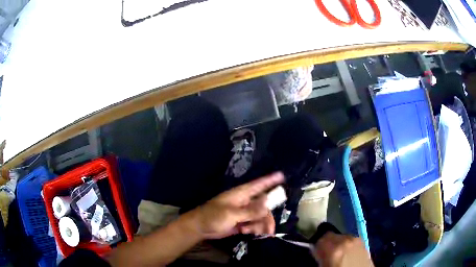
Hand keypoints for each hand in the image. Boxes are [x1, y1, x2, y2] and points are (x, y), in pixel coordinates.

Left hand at [188, 172, 283, 239]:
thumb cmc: (213, 216)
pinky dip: (254, 229)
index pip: (259, 185)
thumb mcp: (231, 214)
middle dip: (267, 217)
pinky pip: (255, 224)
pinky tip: (245, 232)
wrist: (200, 228)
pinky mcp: (242, 222)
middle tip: (269, 229)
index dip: (270, 180)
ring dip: (260, 226)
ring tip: (252, 232)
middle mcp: (245, 202)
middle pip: (264, 206)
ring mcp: (244, 213)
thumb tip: (268, 205)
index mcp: (241, 194)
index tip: (282, 176)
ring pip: (260, 217)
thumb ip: (250, 211)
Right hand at [313, 232, 373, 266]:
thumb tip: (316, 249)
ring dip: (336, 243)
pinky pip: (349, 239)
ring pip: (340, 236)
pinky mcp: (363, 241)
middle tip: (325, 253)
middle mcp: (346, 240)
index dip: (316, 245)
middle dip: (326, 242)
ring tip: (337, 254)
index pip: (320, 238)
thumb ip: (320, 257)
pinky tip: (346, 254)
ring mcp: (356, 239)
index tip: (315, 251)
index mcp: (335, 249)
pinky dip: (345, 244)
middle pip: (330, 235)